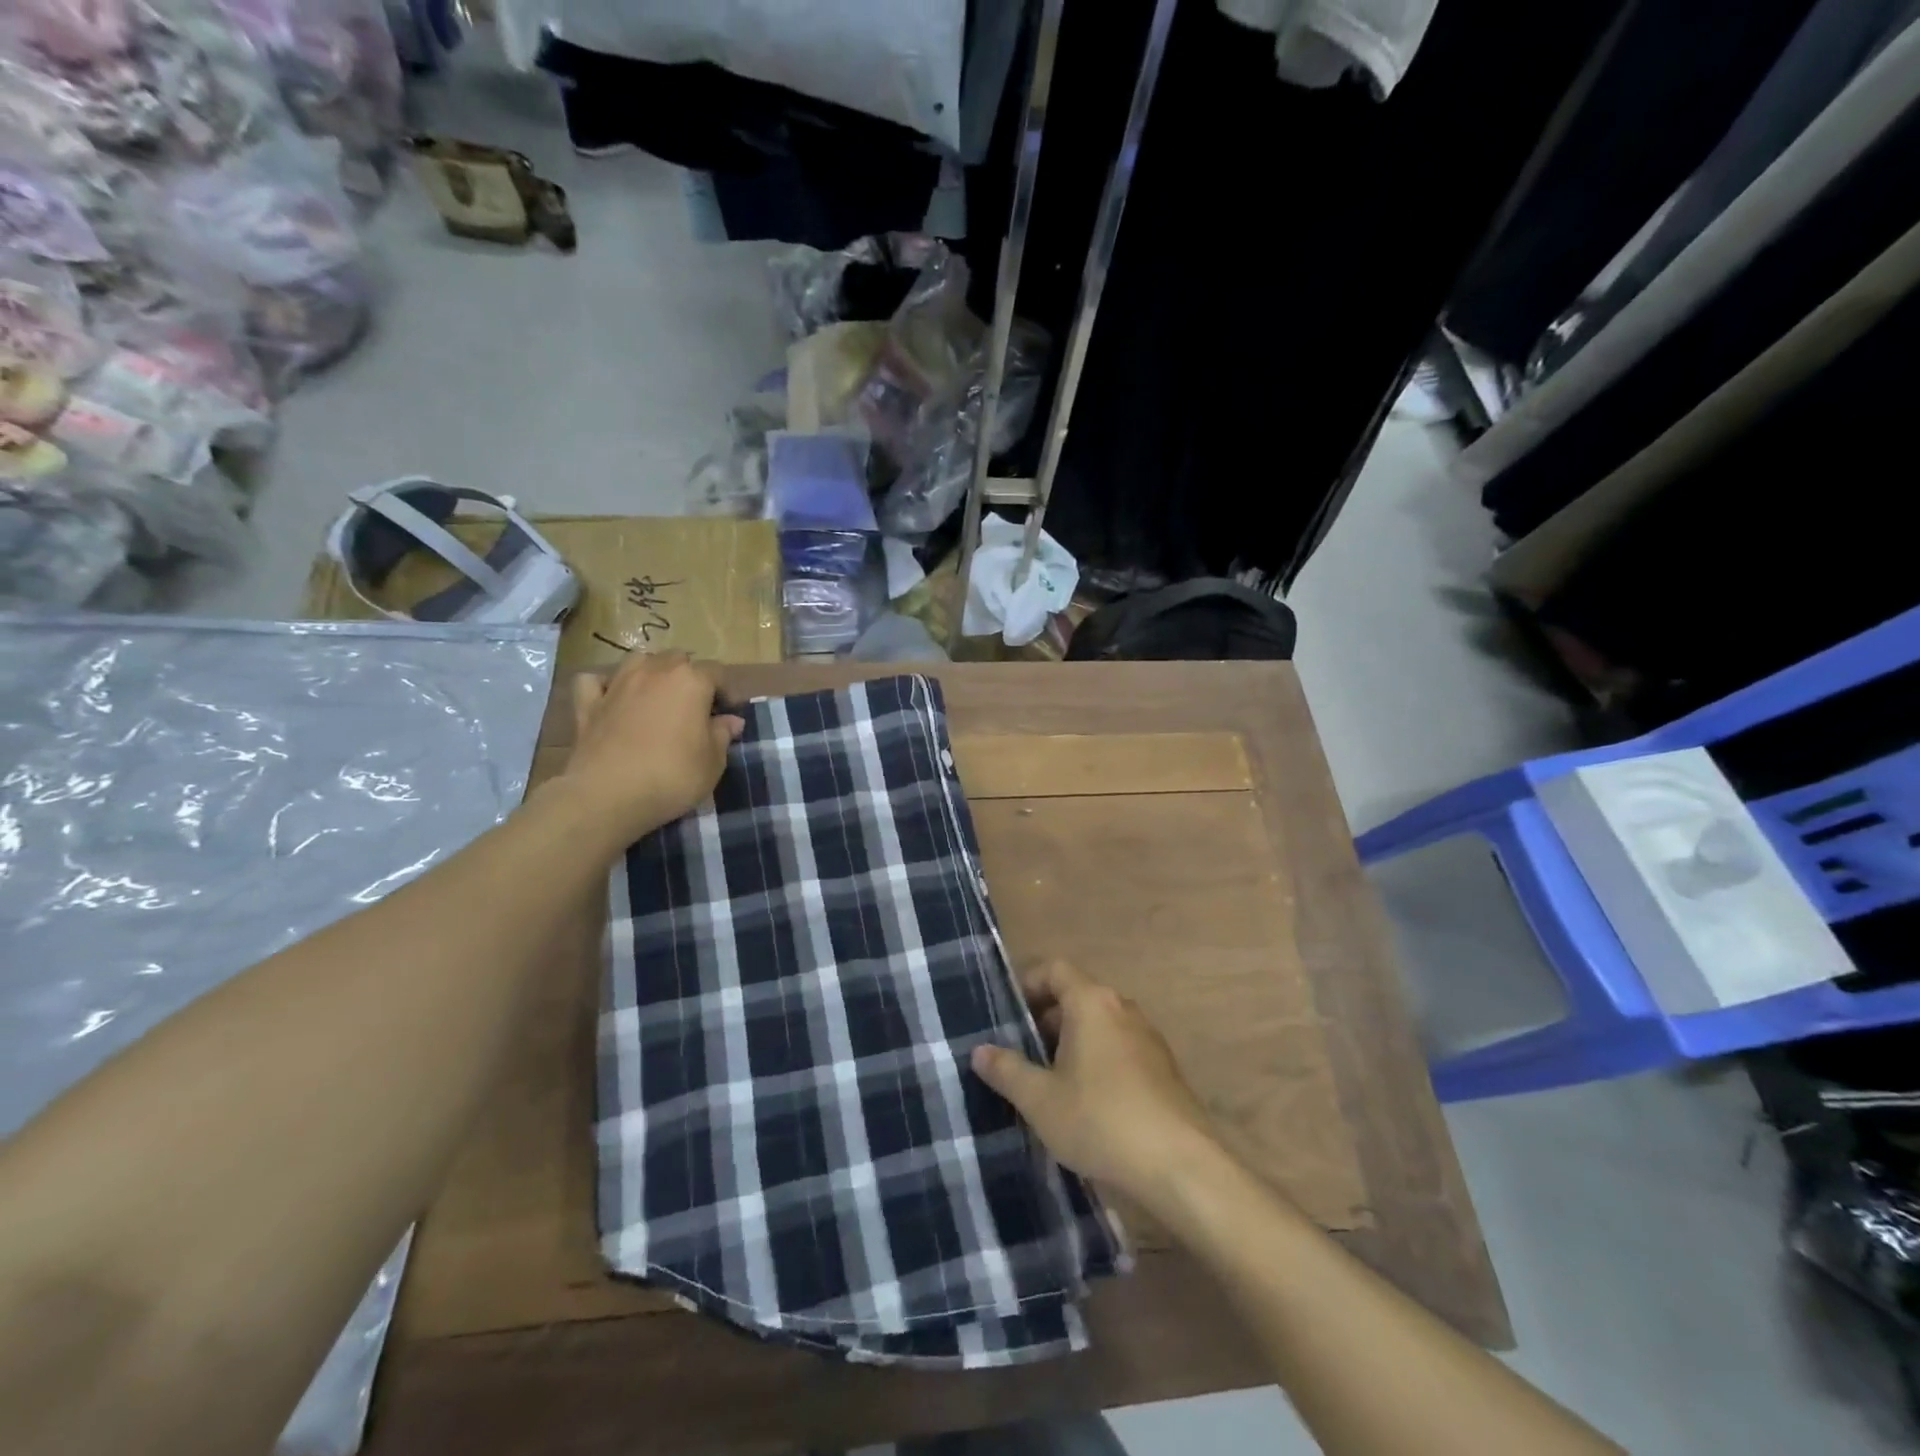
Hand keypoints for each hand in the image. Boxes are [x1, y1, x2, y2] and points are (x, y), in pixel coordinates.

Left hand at [551, 652, 744, 846]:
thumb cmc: (673, 775)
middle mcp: (655, 672)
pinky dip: (603, 685)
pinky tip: (611, 699)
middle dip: (689, 677)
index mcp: (691, 681)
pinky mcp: (588, 704)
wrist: (609, 794)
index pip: (717, 672)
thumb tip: (731, 720)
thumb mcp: (713, 762)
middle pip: (677, 660)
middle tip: (693, 706)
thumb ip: (723, 735)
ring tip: (656, 696)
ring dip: (650, 672)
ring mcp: (618, 684)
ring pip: (638, 660)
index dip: (726, 691)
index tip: (728, 714)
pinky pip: (594, 681)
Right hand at [971, 960, 1224, 1208]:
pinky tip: (1084, 1103)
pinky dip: (1096, 1061)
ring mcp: (1147, 1037)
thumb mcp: (1040, 1099)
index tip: (1006, 1015)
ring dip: (1070, 1044)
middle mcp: (1121, 1008)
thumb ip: (1007, 1070)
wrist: (1181, 1167)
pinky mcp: (1162, 1068)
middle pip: (1075, 996)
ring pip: (1098, 1025)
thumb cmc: (1101, 1120)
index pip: (1054, 970)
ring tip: (1046, 1082)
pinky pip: (1118, 1049)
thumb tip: (980, 1050)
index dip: (1027, 985)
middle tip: (1018, 1054)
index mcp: (1091, 1002)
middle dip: (1044, 1020)